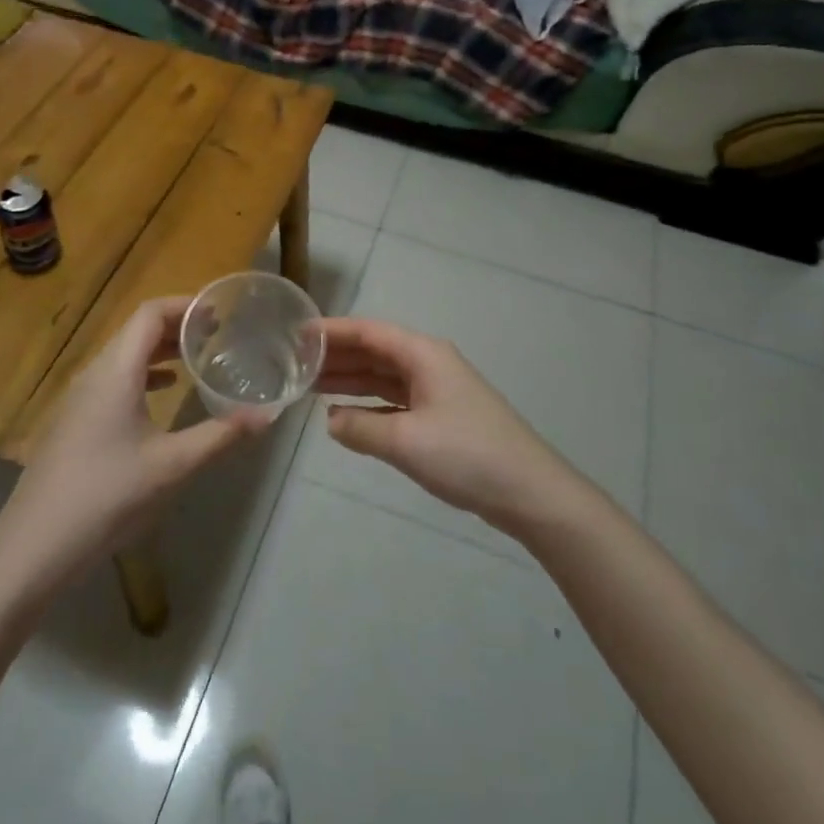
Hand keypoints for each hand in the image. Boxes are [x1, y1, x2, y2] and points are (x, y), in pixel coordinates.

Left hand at [0, 297, 271, 591]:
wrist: (35, 545)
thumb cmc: (108, 495)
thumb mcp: (173, 465)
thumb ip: (221, 435)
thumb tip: (267, 415)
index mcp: (116, 371)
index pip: (150, 313)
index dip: (185, 305)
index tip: (220, 312)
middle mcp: (95, 373)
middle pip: (137, 330)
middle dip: (177, 326)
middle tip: (218, 334)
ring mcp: (80, 398)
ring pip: (124, 355)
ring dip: (160, 350)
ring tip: (197, 357)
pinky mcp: (75, 421)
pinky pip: (114, 379)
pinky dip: (143, 374)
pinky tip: (164, 392)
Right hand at [319, 318, 571, 535]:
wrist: (529, 492)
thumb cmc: (467, 454)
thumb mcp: (405, 441)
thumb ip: (360, 428)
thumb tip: (331, 420)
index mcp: (422, 354)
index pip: (367, 332)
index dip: (331, 331)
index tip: (295, 333)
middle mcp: (428, 363)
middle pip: (374, 351)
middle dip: (335, 356)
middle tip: (293, 363)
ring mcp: (436, 390)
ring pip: (383, 376)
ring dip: (349, 380)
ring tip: (309, 385)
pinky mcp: (441, 416)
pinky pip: (394, 400)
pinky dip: (368, 404)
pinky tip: (344, 415)